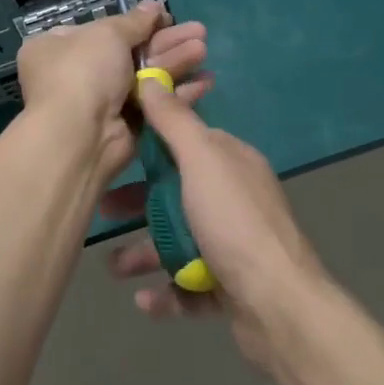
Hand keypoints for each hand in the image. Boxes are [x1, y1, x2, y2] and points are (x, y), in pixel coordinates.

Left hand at [14, 1, 211, 183]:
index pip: (101, 29)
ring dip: (175, 61)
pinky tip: (205, 80)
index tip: (165, 17)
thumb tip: (153, 6)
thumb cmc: (84, 72)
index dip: (135, 22)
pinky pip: (151, 101)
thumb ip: (134, 21)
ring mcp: (100, 100)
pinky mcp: (123, 124)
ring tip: (203, 49)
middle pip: (129, 50)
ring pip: (144, 75)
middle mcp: (76, 71)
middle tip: (198, 31)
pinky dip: (176, 91)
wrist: (80, 136)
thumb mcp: (108, 34)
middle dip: (165, 41)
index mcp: (58, 45)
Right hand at [101, 79, 327, 364]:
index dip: (150, 142)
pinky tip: (143, 299)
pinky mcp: (232, 288)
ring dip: (145, 252)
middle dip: (138, 203)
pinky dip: (165, 291)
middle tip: (104, 209)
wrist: (279, 306)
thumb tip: (151, 78)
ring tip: (114, 268)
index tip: (115, 147)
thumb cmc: (234, 222)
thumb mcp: (201, 160)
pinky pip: (189, 285)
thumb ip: (174, 120)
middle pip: (177, 193)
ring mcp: (235, 245)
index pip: (186, 140)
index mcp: (231, 162)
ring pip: (180, 241)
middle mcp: (235, 199)